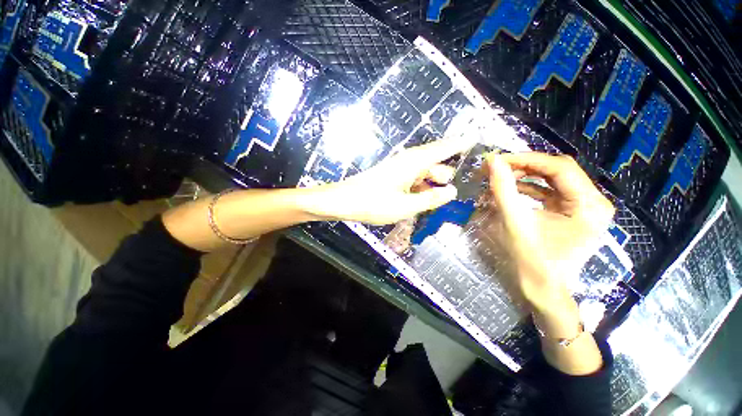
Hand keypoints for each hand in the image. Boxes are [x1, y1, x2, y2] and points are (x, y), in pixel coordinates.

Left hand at [305, 139, 472, 224]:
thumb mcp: (406, 206)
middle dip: (447, 176)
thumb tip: (451, 191)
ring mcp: (400, 169)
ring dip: (434, 185)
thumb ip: (431, 199)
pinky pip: (415, 180)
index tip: (479, 138)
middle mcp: (409, 161)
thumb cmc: (373, 203)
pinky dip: (422, 188)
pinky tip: (424, 202)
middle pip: (436, 163)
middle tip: (458, 193)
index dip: (461, 143)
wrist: (343, 201)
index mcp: (414, 162)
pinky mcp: (394, 177)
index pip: (444, 147)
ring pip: (425, 173)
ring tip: (441, 202)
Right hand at [481, 153, 614, 311]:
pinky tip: (510, 190)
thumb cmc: (532, 260)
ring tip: (500, 178)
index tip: (497, 160)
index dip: (526, 159)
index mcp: (589, 205)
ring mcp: (583, 207)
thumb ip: (503, 189)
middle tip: (496, 168)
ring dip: (524, 177)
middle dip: (524, 167)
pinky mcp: (572, 212)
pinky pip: (549, 191)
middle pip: (557, 171)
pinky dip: (528, 188)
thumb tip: (492, 161)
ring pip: (552, 179)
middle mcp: (593, 202)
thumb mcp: (515, 222)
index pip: (559, 167)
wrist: (543, 289)